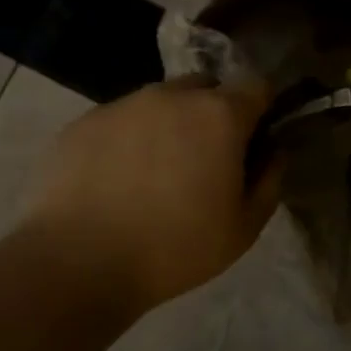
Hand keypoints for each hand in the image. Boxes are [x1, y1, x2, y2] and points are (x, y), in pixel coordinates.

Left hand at [21, 75, 279, 312]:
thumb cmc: (175, 248)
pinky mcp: (84, 121)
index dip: (261, 111)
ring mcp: (124, 104)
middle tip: (205, 159)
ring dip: (170, 123)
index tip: (253, 142)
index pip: (257, 87)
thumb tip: (272, 151)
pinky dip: (129, 139)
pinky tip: (117, 180)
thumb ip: (269, 180)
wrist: (78, 263)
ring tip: (155, 172)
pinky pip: (121, 119)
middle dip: (214, 113)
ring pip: (161, 101)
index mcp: (219, 115)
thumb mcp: (244, 228)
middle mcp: (173, 95)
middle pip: (207, 87)